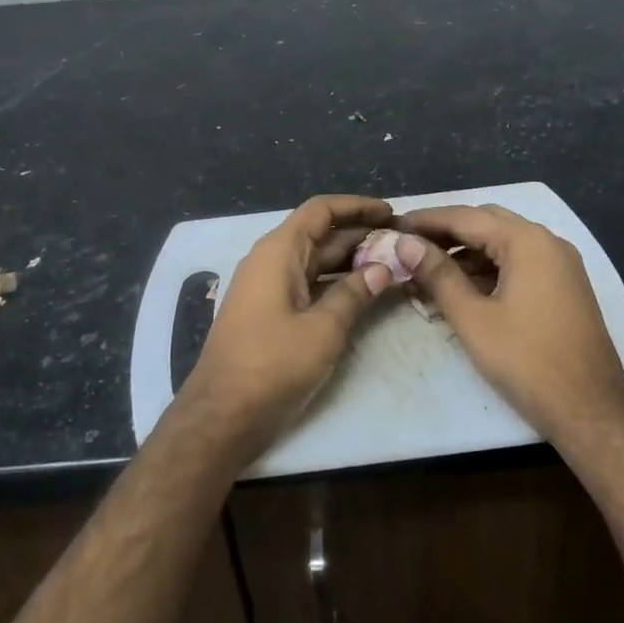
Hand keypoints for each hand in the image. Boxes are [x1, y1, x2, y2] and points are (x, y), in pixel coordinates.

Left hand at [178, 195, 395, 463]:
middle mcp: (271, 261)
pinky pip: (308, 285)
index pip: (321, 211)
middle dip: (360, 235)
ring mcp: (268, 288)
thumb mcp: (323, 329)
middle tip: (401, 243)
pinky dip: (336, 284)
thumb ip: (354, 294)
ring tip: (391, 265)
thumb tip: (383, 268)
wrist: (222, 416)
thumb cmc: (272, 365)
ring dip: (351, 261)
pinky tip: (363, 293)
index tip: (391, 213)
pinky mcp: (270, 313)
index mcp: (279, 252)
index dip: (357, 207)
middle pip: (320, 235)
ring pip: (316, 262)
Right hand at [395, 205, 623, 445]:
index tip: (394, 225)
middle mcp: (548, 242)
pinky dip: (489, 270)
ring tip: (428, 274)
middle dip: (446, 233)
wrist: (591, 410)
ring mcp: (560, 264)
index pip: (466, 217)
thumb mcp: (473, 318)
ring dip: (466, 254)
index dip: (426, 220)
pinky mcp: (564, 286)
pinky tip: (462, 291)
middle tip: (410, 247)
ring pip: (503, 244)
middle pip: (487, 223)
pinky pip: (520, 263)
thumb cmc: (527, 361)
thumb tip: (405, 244)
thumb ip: (438, 275)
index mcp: (527, 241)